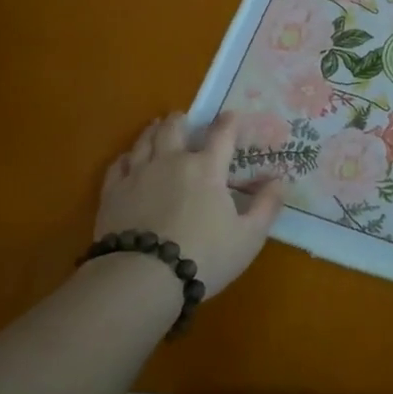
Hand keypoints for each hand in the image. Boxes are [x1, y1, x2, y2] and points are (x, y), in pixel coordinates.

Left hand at [94, 111, 284, 297]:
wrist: (142, 277)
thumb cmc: (204, 256)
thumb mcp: (249, 237)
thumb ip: (267, 206)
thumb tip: (279, 181)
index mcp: (207, 168)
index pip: (222, 134)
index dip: (229, 122)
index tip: (232, 116)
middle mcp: (172, 161)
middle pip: (174, 128)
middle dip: (181, 120)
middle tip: (184, 119)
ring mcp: (138, 174)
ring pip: (144, 140)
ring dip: (153, 131)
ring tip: (156, 129)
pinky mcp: (113, 192)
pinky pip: (119, 164)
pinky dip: (127, 157)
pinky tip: (129, 160)